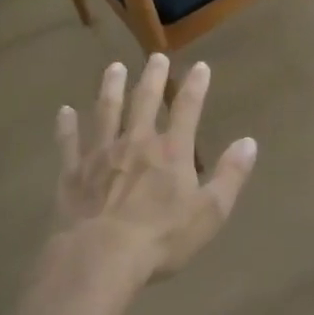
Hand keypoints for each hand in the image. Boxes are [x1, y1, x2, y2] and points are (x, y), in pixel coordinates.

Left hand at [53, 55, 256, 278]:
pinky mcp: (72, 174)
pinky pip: (69, 144)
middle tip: (155, 56)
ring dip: (110, 88)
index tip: (200, 66)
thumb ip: (230, 175)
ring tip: (114, 68)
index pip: (188, 109)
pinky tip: (64, 112)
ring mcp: (101, 155)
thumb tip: (249, 142)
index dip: (196, 86)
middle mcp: (136, 142)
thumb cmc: (161, 237)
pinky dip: (66, 127)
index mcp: (171, 152)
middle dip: (153, 77)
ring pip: (106, 112)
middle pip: (144, 101)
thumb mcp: (210, 212)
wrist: (99, 258)